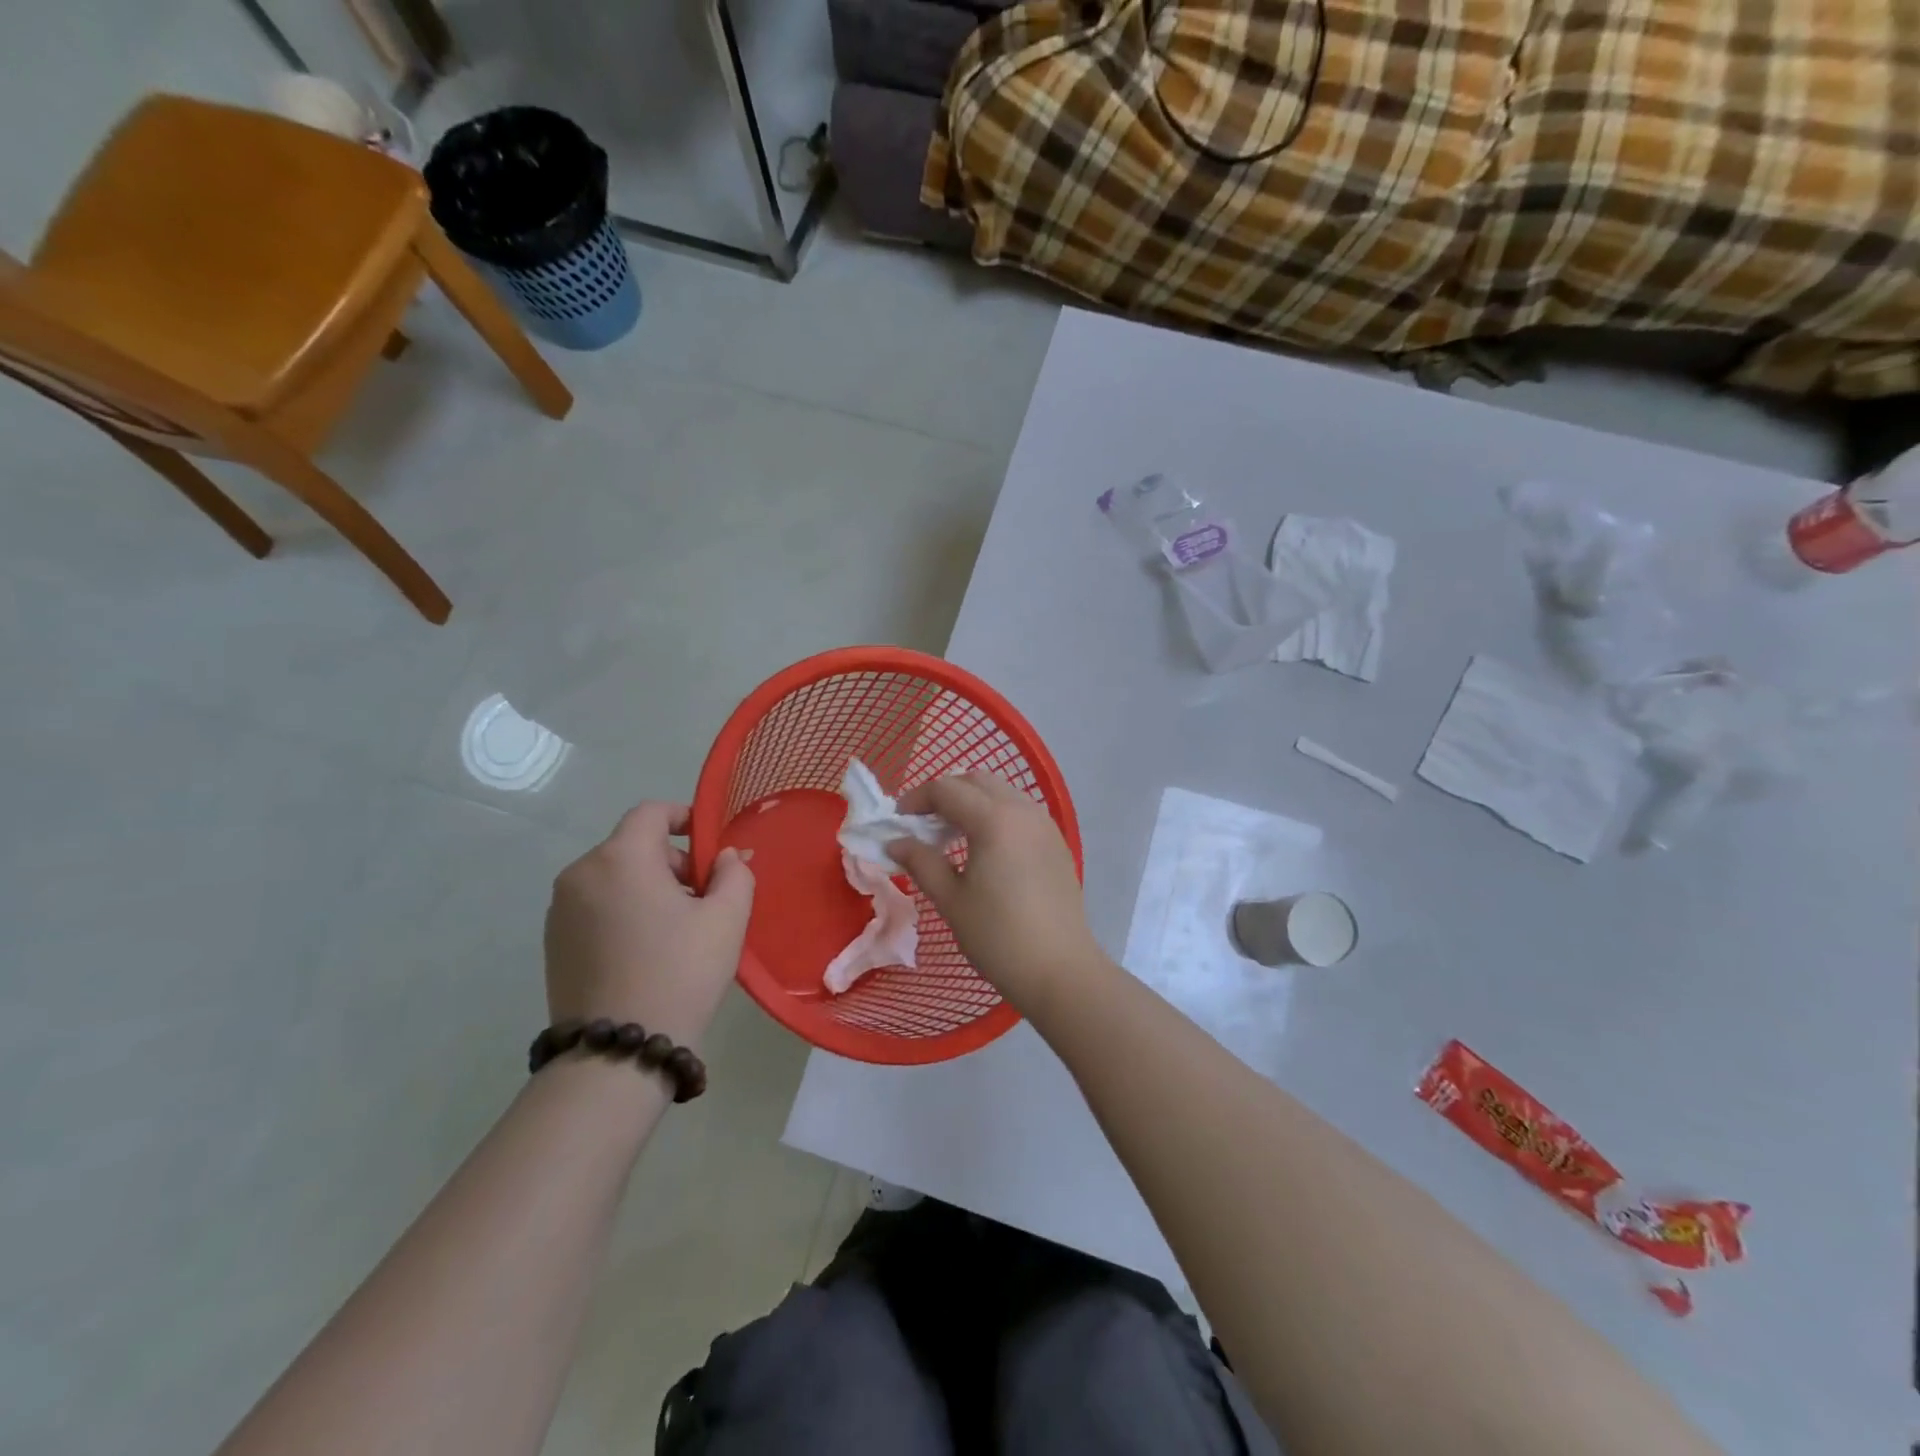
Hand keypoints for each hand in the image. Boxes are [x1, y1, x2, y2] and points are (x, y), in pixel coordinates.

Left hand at [543, 803, 753, 1049]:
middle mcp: (581, 873)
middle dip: (673, 862)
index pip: (652, 812)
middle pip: (634, 846)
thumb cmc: (680, 973)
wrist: (618, 1053)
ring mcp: (560, 910)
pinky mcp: (553, 942)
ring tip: (678, 930)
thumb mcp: (727, 918)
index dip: (685, 817)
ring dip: (649, 888)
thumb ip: (734, 873)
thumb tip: (723, 857)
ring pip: (615, 877)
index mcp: (620, 858)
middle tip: (705, 899)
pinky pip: (596, 906)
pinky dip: (624, 911)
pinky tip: (647, 951)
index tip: (710, 845)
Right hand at [888, 773, 1104, 1006]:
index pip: (946, 789)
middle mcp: (1023, 810)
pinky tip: (985, 849)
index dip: (916, 799)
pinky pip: (1020, 811)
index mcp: (994, 819)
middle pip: (977, 781)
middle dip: (946, 794)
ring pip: (1002, 792)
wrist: (1060, 970)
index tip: (898, 822)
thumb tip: (895, 842)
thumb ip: (920, 862)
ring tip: (952, 836)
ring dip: (972, 802)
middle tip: (924, 825)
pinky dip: (996, 815)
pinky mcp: (1056, 843)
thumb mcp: (951, 899)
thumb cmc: (998, 936)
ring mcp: (1045, 825)